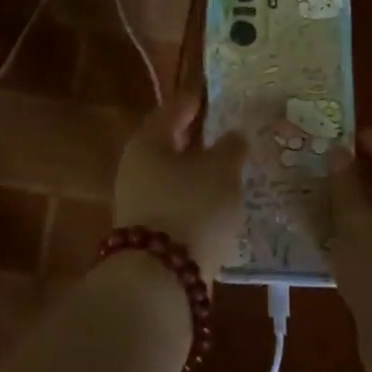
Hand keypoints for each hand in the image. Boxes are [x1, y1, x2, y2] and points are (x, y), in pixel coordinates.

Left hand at [113, 92, 248, 279]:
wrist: (162, 278)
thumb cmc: (192, 207)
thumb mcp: (221, 171)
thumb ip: (231, 147)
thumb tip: (235, 134)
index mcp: (149, 141)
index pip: (173, 109)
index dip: (194, 100)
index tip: (212, 93)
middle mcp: (136, 167)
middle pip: (169, 143)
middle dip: (196, 137)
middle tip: (226, 129)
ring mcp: (138, 201)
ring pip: (173, 175)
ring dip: (198, 170)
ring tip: (230, 167)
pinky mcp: (150, 232)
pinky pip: (177, 202)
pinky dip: (196, 197)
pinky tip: (219, 202)